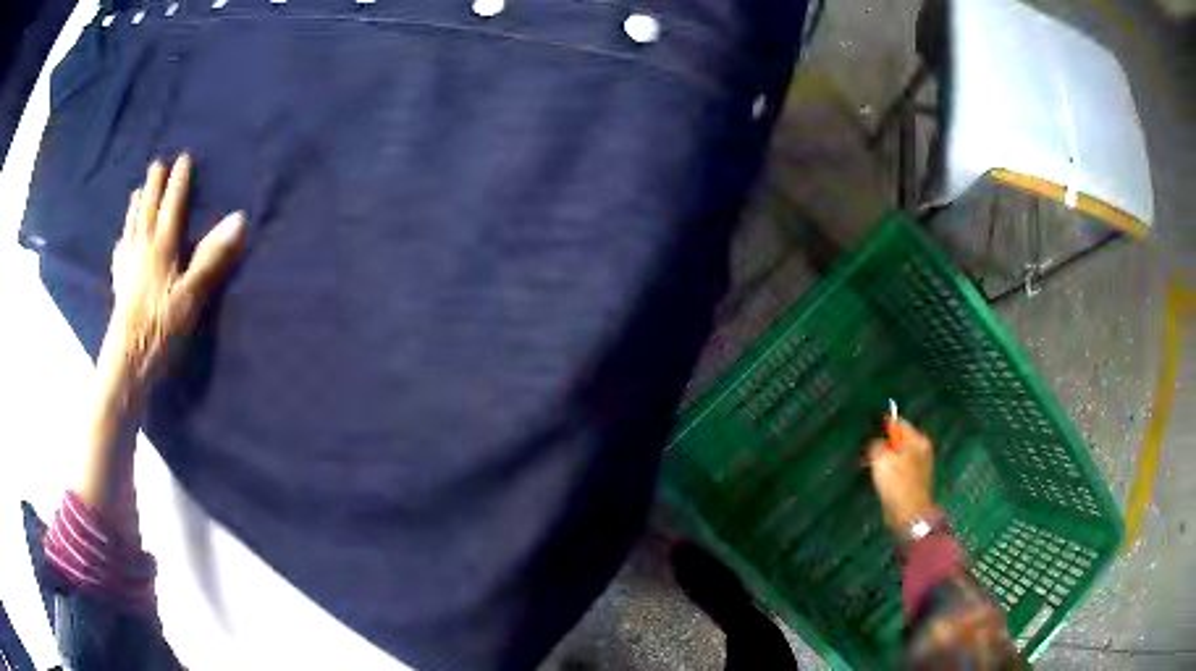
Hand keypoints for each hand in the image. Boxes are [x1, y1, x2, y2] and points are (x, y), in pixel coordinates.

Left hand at [101, 154, 246, 391]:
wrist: (127, 361)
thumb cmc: (160, 329)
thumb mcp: (191, 295)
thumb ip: (211, 256)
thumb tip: (239, 218)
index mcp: (161, 248)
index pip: (172, 207)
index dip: (178, 182)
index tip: (184, 158)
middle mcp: (142, 249)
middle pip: (148, 210)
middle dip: (154, 186)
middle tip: (157, 164)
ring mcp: (128, 267)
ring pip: (132, 226)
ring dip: (137, 205)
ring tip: (138, 190)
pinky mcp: (119, 285)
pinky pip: (120, 252)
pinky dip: (123, 238)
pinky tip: (122, 239)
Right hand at [867, 418, 936, 534]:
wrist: (909, 515)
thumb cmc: (897, 483)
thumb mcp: (882, 459)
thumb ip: (877, 444)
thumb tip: (875, 442)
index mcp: (917, 440)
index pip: (898, 423)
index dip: (881, 425)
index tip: (866, 431)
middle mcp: (921, 449)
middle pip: (898, 440)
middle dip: (881, 444)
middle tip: (866, 451)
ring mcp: (918, 465)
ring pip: (896, 454)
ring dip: (883, 458)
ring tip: (868, 465)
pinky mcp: (912, 480)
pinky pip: (897, 468)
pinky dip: (887, 469)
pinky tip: (877, 477)